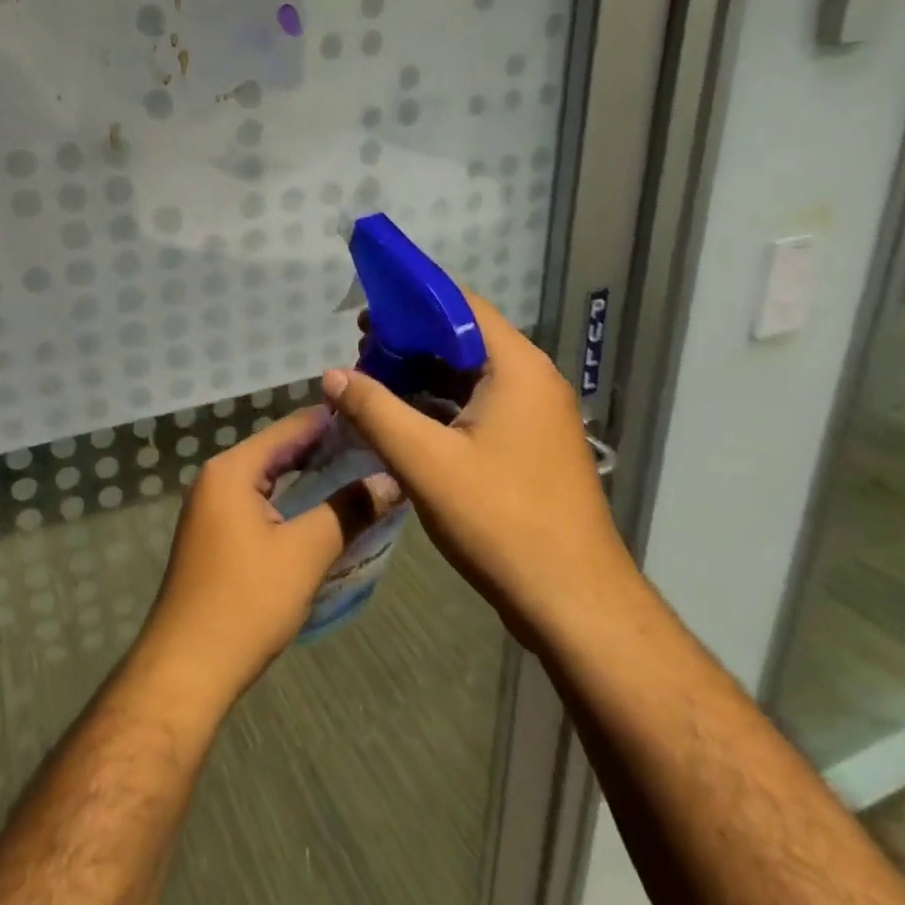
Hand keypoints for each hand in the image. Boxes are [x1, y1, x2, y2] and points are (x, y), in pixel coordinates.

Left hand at [133, 407, 390, 708]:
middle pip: (277, 450)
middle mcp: (217, 479)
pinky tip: (322, 512)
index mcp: (232, 470)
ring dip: (309, 477)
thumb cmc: (246, 602)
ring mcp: (212, 509)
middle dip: (324, 449)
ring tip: (358, 475)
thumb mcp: (305, 553)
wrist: (187, 668)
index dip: (332, 421)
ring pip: (269, 479)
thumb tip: (391, 481)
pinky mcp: (216, 537)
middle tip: (376, 448)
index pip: (289, 428)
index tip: (375, 418)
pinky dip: (291, 501)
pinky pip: (259, 503)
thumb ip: (349, 510)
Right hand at [320, 292, 626, 638]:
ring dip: (422, 377)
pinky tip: (404, 423)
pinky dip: (441, 406)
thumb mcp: (425, 461)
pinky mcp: (530, 448)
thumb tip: (331, 375)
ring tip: (373, 386)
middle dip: (410, 343)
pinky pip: (480, 408)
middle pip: (465, 340)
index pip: (462, 306)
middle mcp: (532, 381)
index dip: (412, 302)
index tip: (367, 315)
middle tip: (361, 355)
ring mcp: (535, 417)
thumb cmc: (500, 520)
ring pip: (470, 377)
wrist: (573, 602)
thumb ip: (374, 410)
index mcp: (517, 368)